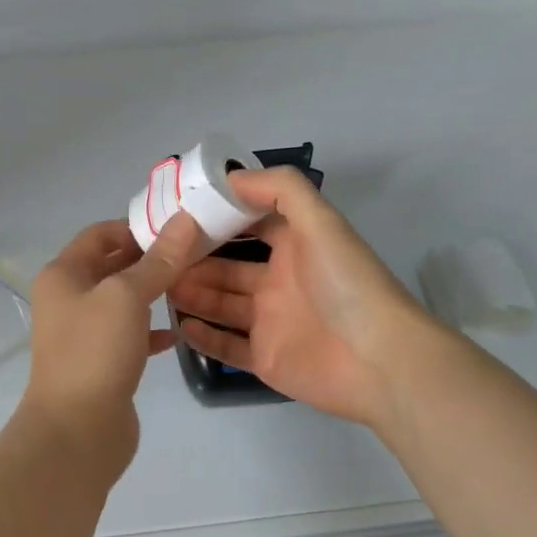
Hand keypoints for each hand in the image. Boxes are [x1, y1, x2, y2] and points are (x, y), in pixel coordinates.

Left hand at [22, 212, 205, 474]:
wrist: (76, 432)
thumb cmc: (96, 351)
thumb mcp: (128, 296)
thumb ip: (159, 260)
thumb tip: (185, 220)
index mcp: (64, 274)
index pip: (100, 234)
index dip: (136, 227)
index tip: (177, 229)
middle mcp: (68, 298)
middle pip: (112, 265)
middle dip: (150, 258)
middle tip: (194, 253)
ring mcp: (83, 332)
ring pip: (123, 301)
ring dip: (153, 292)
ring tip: (192, 285)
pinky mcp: (100, 362)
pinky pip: (129, 335)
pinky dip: (151, 330)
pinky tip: (177, 333)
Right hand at [167, 167, 433, 429]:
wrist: (379, 359)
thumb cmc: (346, 283)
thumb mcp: (321, 221)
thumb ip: (280, 189)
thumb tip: (231, 177)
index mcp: (295, 247)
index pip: (250, 225)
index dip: (219, 218)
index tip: (180, 212)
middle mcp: (280, 282)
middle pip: (228, 268)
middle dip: (195, 260)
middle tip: (157, 254)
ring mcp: (271, 322)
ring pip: (222, 304)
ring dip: (192, 293)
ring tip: (158, 284)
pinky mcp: (266, 359)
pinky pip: (227, 346)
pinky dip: (203, 336)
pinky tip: (178, 323)